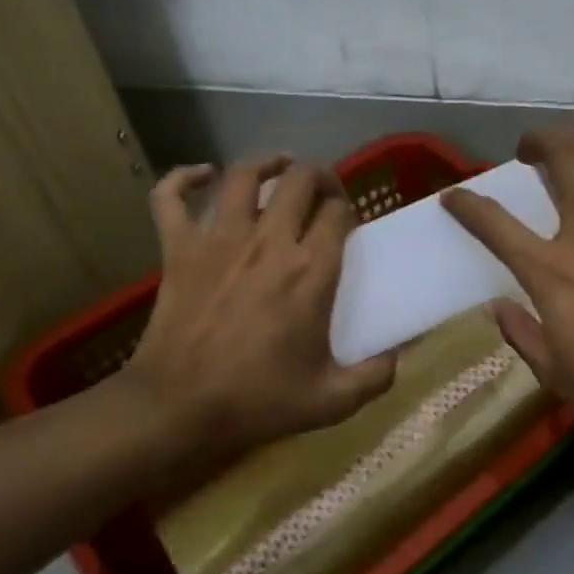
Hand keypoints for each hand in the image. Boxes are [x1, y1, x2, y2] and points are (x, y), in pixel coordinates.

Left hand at [118, 156, 395, 471]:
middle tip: (323, 192)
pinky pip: (172, 197)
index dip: (346, 210)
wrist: (180, 410)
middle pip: (300, 180)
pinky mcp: (178, 248)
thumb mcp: (332, 400)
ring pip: (243, 174)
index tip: (346, 226)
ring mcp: (219, 239)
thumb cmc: (259, 402)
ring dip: (266, 163)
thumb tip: (401, 355)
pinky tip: (201, 174)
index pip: (338, 212)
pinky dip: (183, 178)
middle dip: (319, 176)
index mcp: (310, 271)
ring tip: (279, 166)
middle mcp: (269, 241)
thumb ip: (376, 376)